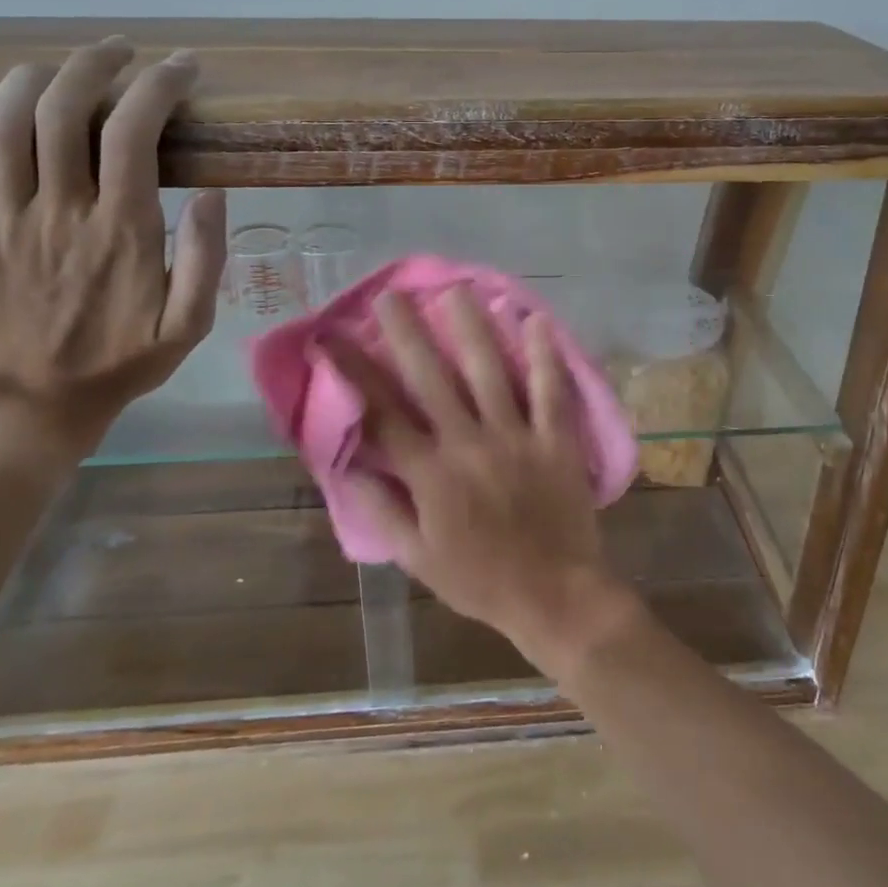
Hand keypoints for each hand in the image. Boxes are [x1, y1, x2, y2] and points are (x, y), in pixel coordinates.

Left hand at [0, 38, 226, 458]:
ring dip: (40, 75)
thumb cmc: (121, 363)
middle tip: (125, 52)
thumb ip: (207, 259)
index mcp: (121, 232)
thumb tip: (215, 193)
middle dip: (97, 64)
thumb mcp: (190, 326)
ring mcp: (4, 217)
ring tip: (70, 62)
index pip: (133, 134)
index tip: (183, 68)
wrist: (32, 405)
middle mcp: (60, 212)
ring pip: (8, 120)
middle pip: (65, 110)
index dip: (158, 87)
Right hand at [342, 287, 640, 676]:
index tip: (332, 337)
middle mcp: (467, 444)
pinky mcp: (555, 439)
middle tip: (392, 294)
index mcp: (429, 474)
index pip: (380, 412)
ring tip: (457, 290)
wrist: (553, 595)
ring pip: (488, 372)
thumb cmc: (479, 579)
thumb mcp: (416, 558)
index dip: (353, 371)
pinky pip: (550, 390)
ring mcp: (515, 437)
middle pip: (431, 378)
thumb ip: (381, 509)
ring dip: (471, 328)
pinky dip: (544, 354)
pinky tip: (536, 319)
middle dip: (407, 333)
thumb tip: (347, 465)